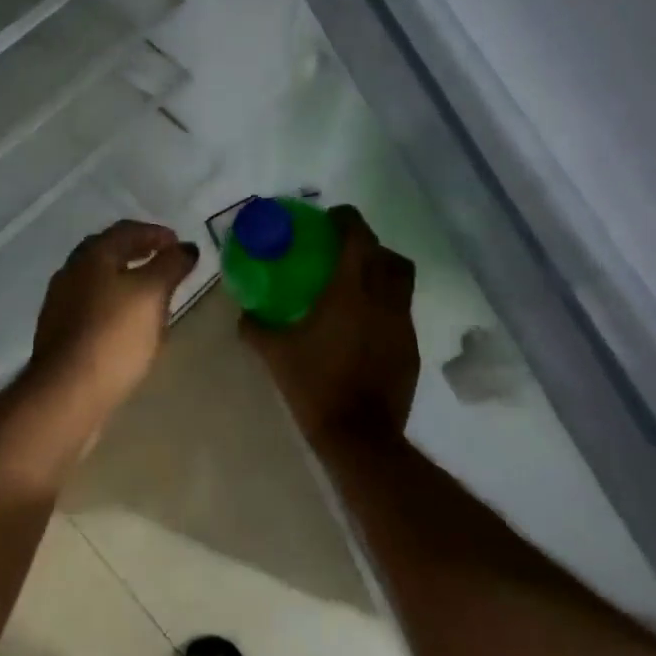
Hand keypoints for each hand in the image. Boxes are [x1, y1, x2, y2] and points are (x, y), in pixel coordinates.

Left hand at [27, 219, 199, 416]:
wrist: (67, 393)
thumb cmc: (114, 335)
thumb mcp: (152, 294)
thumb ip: (171, 265)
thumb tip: (186, 247)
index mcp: (92, 255)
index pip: (126, 230)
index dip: (156, 233)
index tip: (179, 244)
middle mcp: (71, 271)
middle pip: (108, 252)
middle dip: (138, 252)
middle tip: (165, 262)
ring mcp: (60, 303)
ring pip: (98, 280)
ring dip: (125, 279)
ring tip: (152, 293)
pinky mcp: (60, 333)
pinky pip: (92, 307)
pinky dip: (114, 304)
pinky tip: (129, 323)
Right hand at [240, 205, 418, 451]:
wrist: (360, 436)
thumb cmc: (315, 385)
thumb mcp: (275, 354)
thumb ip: (256, 328)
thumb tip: (244, 315)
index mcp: (350, 292)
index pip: (358, 238)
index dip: (347, 220)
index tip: (331, 218)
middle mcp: (383, 300)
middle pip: (387, 255)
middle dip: (368, 245)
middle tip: (344, 251)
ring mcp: (402, 325)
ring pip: (401, 282)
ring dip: (382, 274)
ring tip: (357, 286)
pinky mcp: (411, 349)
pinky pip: (401, 313)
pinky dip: (386, 306)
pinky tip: (364, 326)